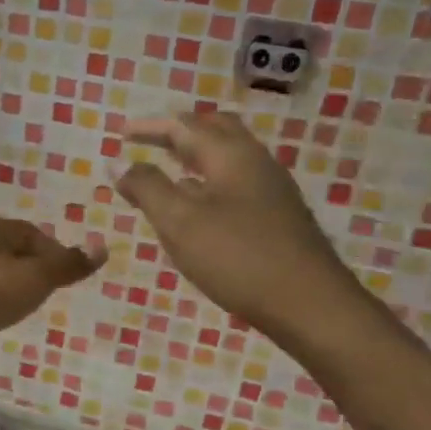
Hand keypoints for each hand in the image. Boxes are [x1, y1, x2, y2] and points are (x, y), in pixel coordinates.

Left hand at [0, 213, 105, 374]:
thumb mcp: (32, 280)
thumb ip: (66, 266)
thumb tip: (102, 247)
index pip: (36, 235)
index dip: (56, 257)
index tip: (66, 284)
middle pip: (13, 252)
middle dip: (32, 273)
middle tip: (44, 298)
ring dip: (8, 288)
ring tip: (18, 311)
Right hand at [117, 109, 359, 330]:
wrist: (310, 304)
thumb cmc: (238, 257)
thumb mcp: (179, 222)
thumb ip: (147, 188)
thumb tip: (121, 166)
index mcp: (230, 154)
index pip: (183, 126)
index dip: (149, 127)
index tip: (121, 133)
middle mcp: (254, 161)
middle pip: (214, 130)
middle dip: (178, 133)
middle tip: (148, 143)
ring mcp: (271, 189)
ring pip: (227, 158)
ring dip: (194, 157)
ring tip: (166, 173)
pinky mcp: (278, 215)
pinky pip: (236, 183)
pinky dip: (208, 182)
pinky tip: (196, 208)